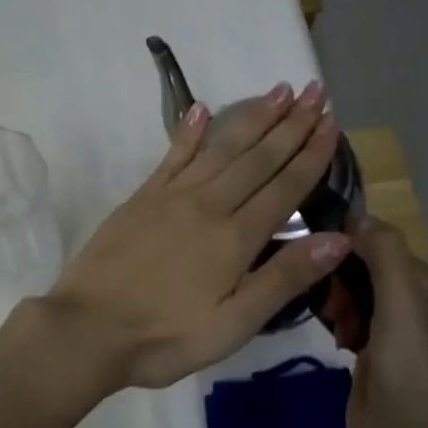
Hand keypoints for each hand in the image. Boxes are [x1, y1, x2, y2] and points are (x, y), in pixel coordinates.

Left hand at [43, 81, 349, 391]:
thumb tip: (339, 239)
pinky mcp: (141, 197)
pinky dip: (190, 131)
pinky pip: (173, 156)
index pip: (284, 186)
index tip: (332, 122)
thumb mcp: (234, 324)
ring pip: (222, 148)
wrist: (88, 329)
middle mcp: (208, 205)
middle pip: (257, 157)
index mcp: (235, 237)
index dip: (312, 153)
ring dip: (252, 118)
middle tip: (316, 92)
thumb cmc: (166, 337)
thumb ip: (284, 278)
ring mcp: (171, 196)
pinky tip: (203, 109)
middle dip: (291, 123)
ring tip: (278, 90)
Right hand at [344, 213, 427, 427]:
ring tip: (339, 327)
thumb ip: (384, 254)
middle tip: (336, 306)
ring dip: (342, 303)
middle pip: (372, 270)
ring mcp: (401, 332)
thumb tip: (357, 216)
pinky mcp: (378, 353)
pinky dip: (342, 322)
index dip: (356, 251)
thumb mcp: (401, 305)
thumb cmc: (410, 373)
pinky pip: (354, 318)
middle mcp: (425, 308)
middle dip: (347, 282)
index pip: (390, 250)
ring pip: (359, 294)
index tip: (326, 261)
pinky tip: (338, 338)